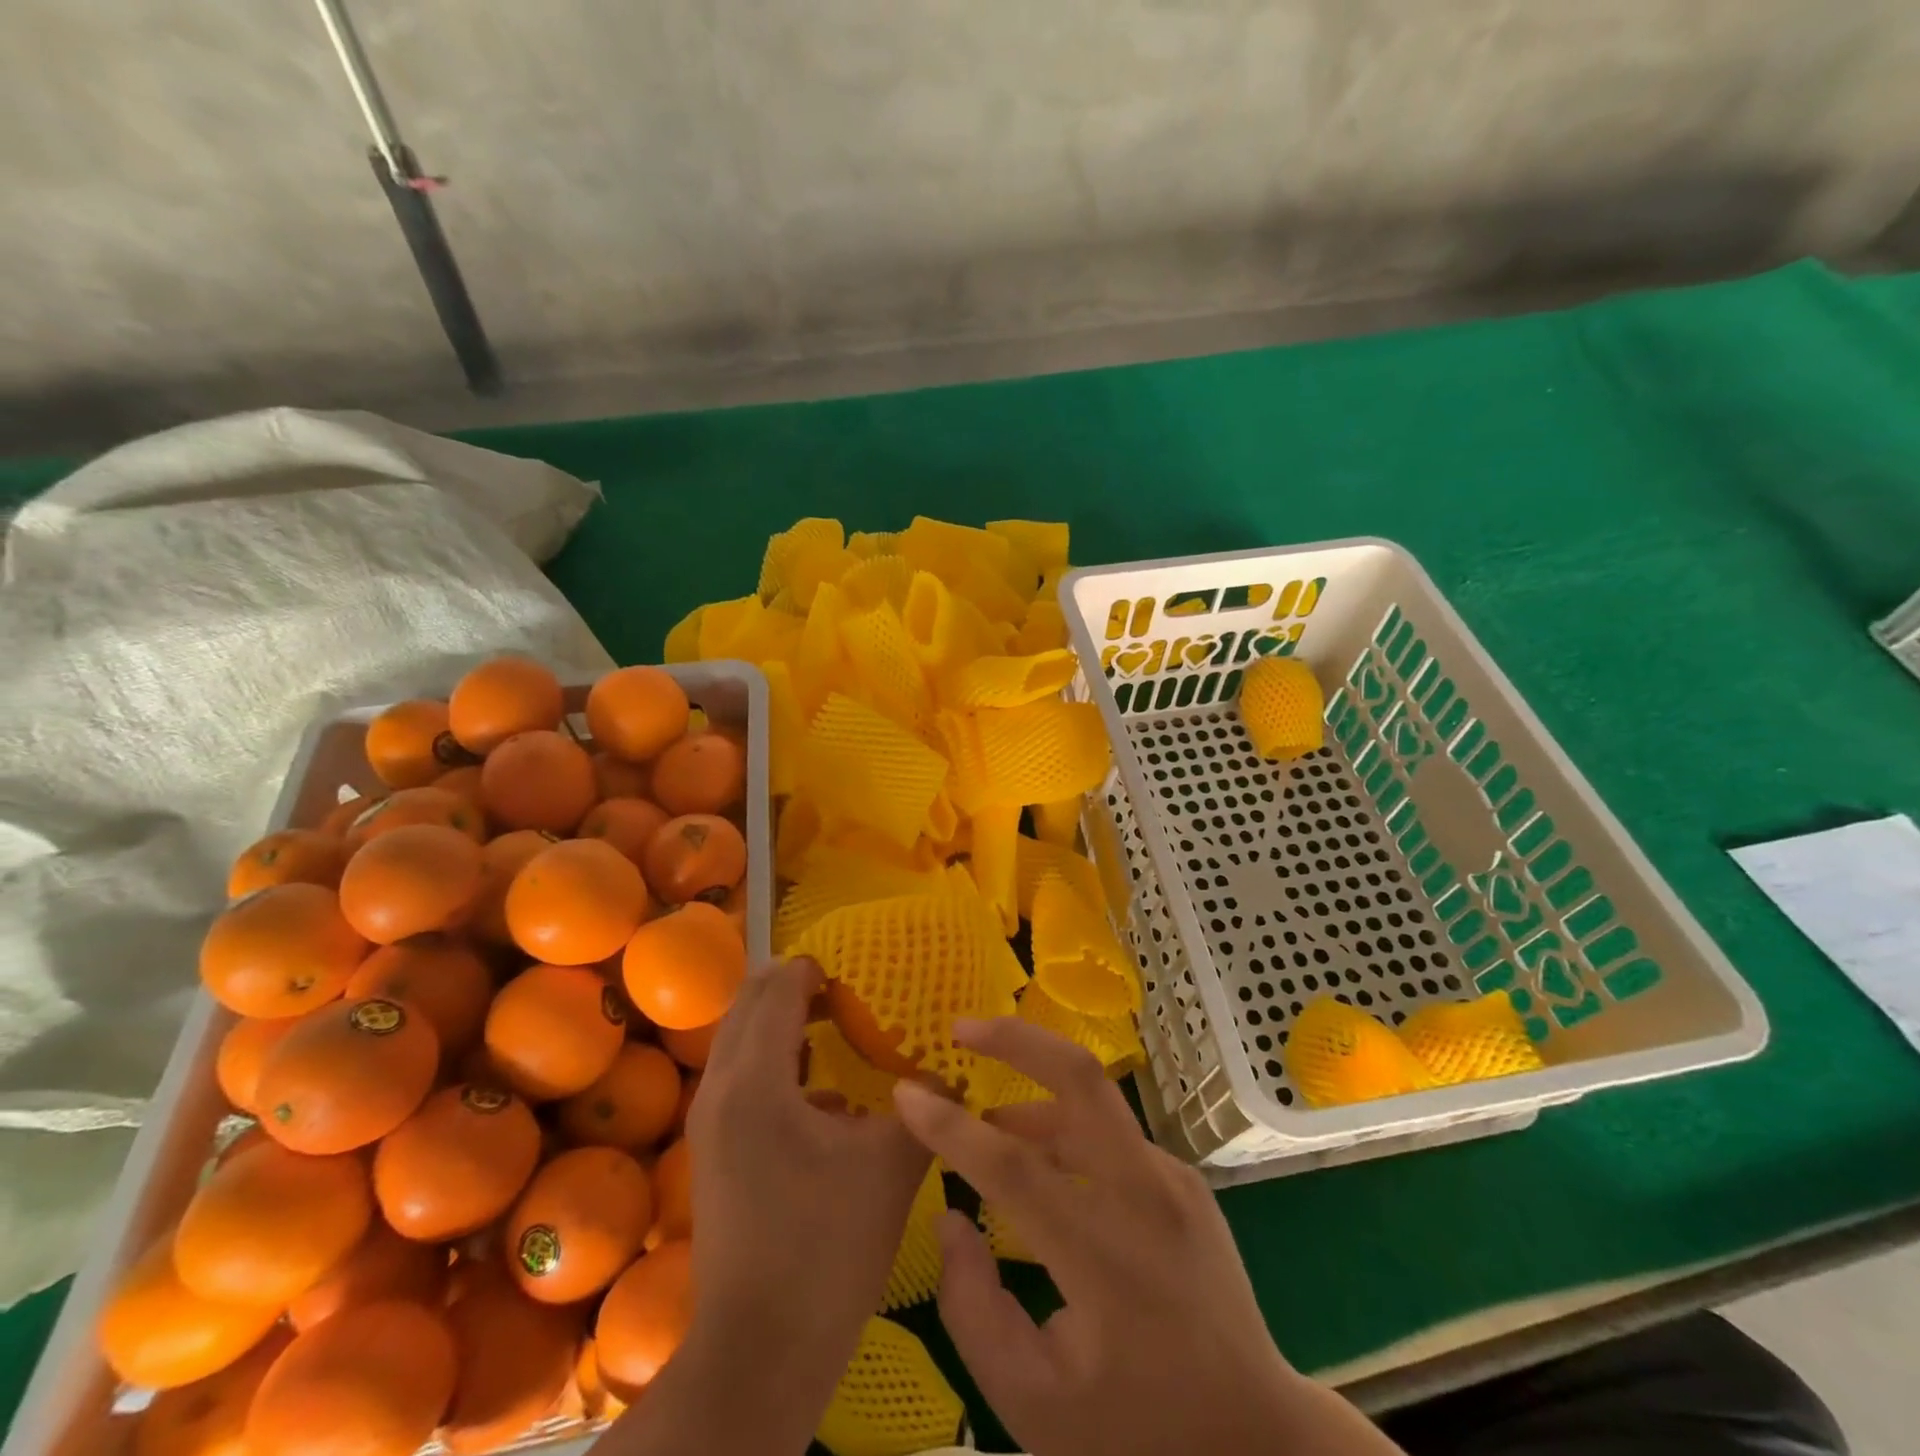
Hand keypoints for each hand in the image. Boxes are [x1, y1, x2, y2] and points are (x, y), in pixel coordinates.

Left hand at [670, 956, 930, 1446]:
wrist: (759, 1350)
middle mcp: (721, 1088)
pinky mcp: (710, 1150)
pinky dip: (770, 1059)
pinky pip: (737, 1075)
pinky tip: (818, 1094)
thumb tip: (950, 1073)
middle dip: (792, 986)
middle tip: (843, 994)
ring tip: (831, 1031)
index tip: (855, 977)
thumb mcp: (890, 1165)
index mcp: (758, 1080)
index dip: (815, 972)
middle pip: (748, 1003)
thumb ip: (925, 1106)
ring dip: (778, 1022)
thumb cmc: (827, 1247)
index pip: (779, 990)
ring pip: (737, 1039)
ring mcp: (708, 1121)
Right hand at [892, 1018, 1403, 1455]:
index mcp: (1107, 1257)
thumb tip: (950, 1216)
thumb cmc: (1136, 1430)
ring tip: (986, 1122)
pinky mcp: (1183, 1180)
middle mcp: (1147, 1196)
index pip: (1014, 1167)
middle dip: (1015, 1038)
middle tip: (961, 1028)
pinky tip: (1044, 1165)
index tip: (905, 1093)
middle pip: (1081, 1079)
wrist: (1258, 1443)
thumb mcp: (1031, 1403)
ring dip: (1032, 1095)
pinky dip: (1065, 1131)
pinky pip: (1111, 1137)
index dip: (951, 1127)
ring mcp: (1173, 1179)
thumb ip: (972, 1307)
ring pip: (1092, 1103)